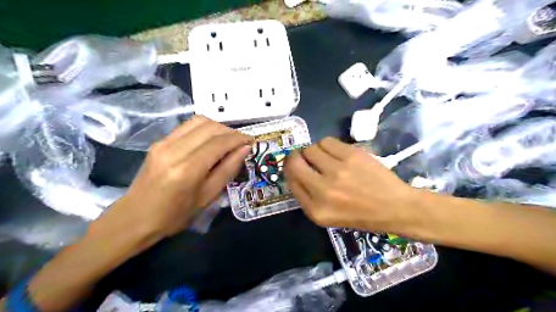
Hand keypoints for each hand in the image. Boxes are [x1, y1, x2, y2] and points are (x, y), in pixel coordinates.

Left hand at [107, 116, 249, 235]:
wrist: (135, 218)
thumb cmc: (175, 215)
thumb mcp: (208, 197)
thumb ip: (228, 169)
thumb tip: (245, 149)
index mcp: (188, 169)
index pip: (219, 143)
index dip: (238, 138)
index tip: (251, 141)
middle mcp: (174, 150)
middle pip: (210, 127)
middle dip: (230, 131)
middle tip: (242, 142)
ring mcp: (164, 143)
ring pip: (199, 121)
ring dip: (218, 127)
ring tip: (228, 140)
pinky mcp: (159, 141)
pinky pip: (187, 126)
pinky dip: (204, 128)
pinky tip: (211, 140)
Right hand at [284, 137, 418, 233]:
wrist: (396, 207)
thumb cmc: (361, 215)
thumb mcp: (328, 216)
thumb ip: (308, 197)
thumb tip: (295, 172)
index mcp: (316, 210)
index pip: (291, 181)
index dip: (290, 170)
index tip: (295, 166)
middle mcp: (323, 190)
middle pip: (295, 162)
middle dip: (295, 157)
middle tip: (303, 157)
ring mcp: (338, 171)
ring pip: (310, 149)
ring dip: (314, 151)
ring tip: (325, 157)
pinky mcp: (351, 155)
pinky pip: (326, 141)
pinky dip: (326, 145)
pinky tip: (336, 152)